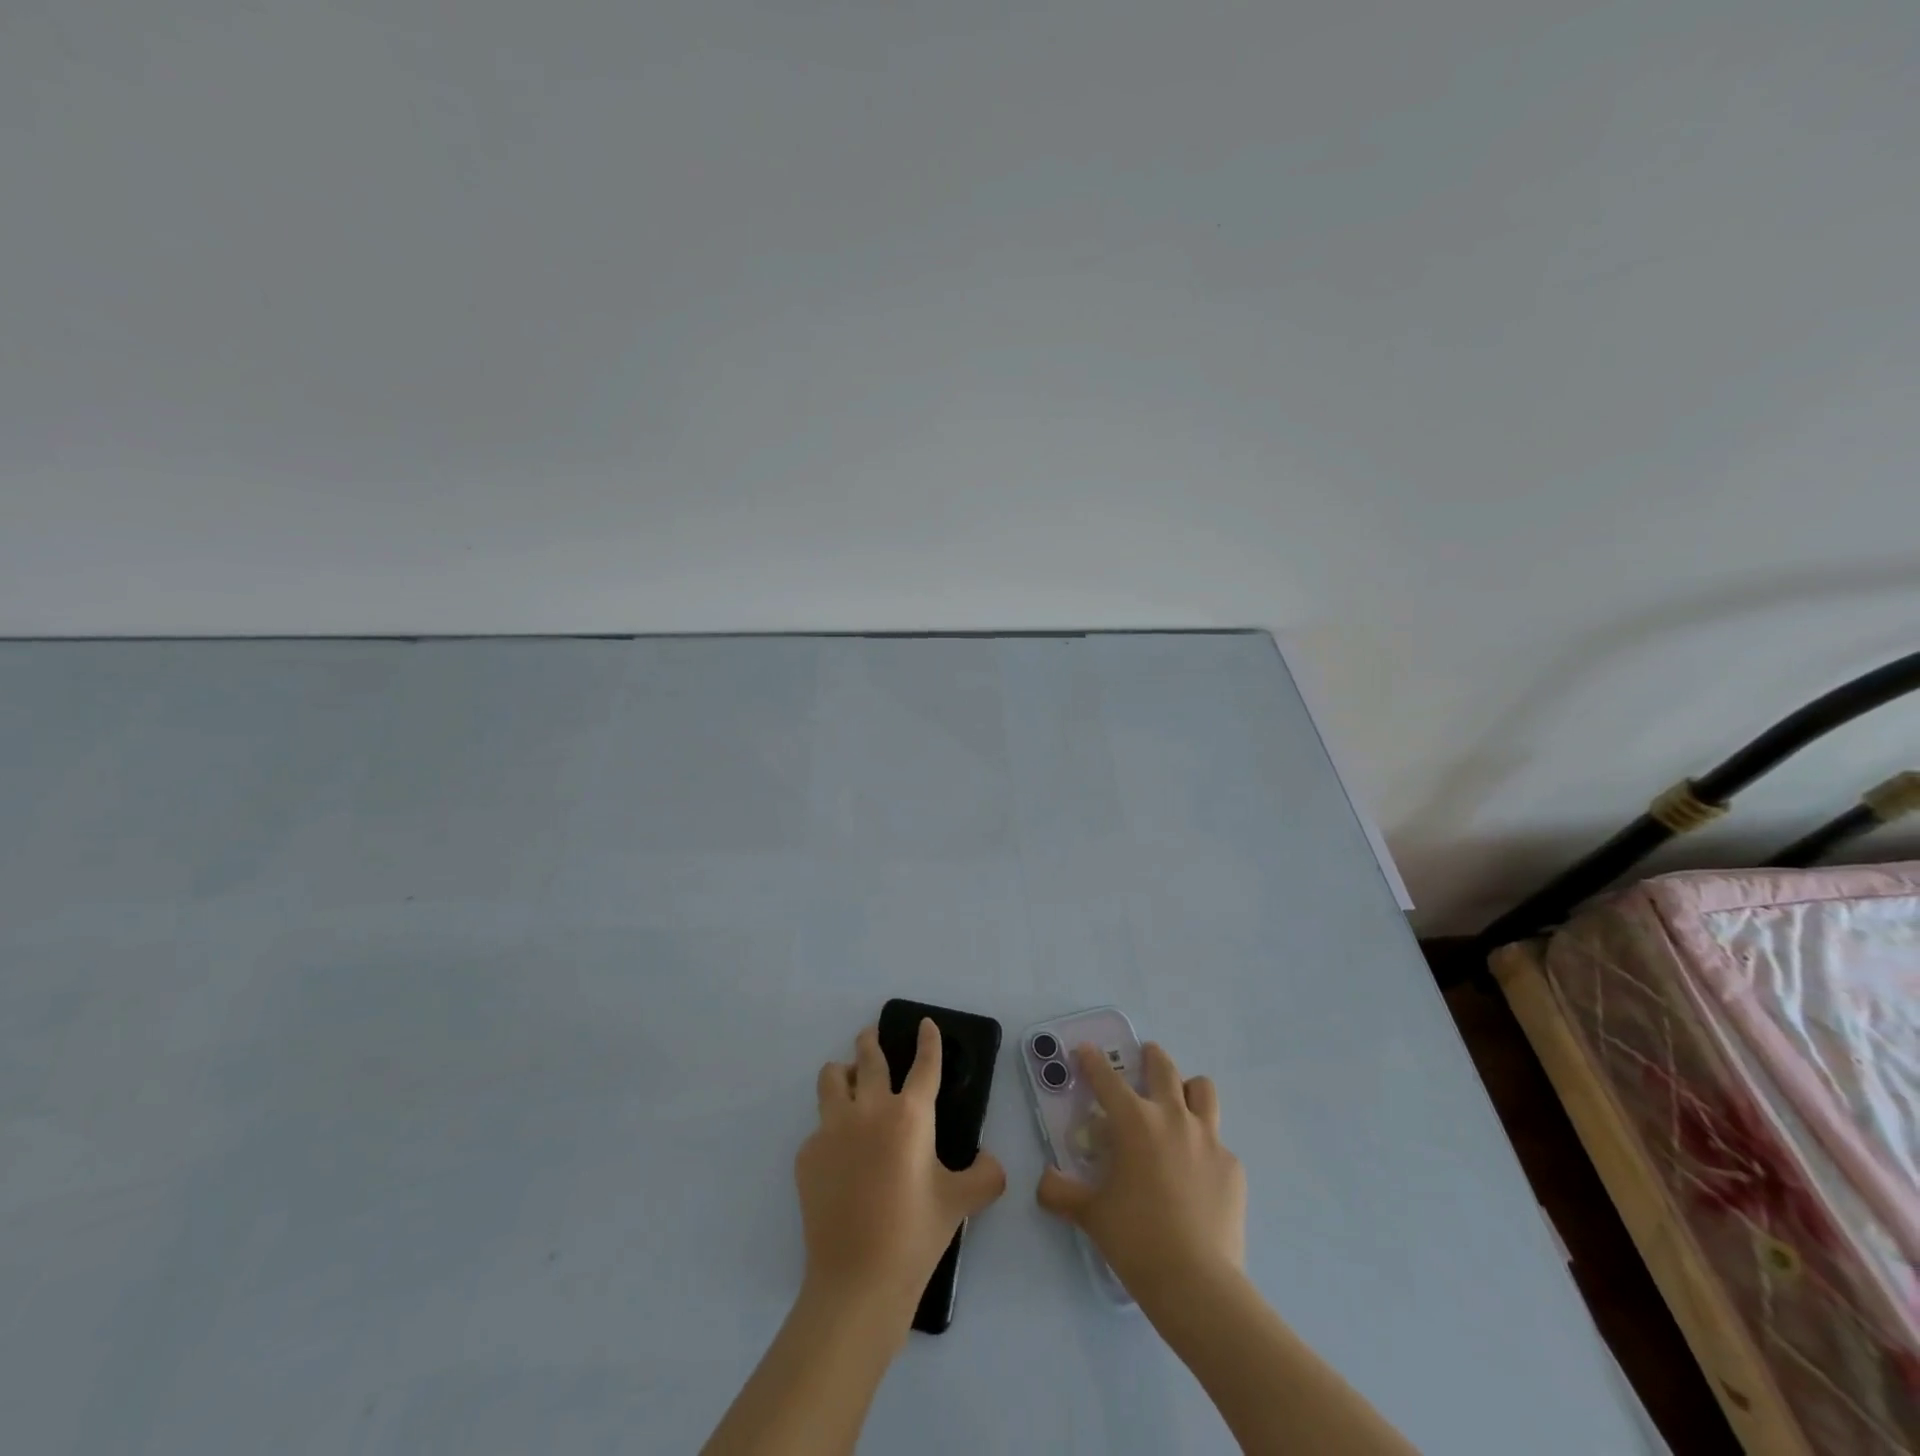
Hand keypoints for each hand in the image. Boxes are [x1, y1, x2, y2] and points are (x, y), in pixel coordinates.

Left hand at [796, 1020, 1006, 1330]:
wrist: (857, 1283)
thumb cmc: (915, 1236)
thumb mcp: (961, 1203)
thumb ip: (986, 1176)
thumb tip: (990, 1161)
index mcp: (909, 1115)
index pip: (924, 1064)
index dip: (928, 1040)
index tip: (925, 1023)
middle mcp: (868, 1110)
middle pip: (868, 1057)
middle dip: (871, 1040)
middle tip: (872, 1035)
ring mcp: (832, 1130)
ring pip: (831, 1078)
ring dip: (842, 1073)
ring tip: (849, 1080)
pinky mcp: (807, 1155)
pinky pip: (819, 1127)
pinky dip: (831, 1129)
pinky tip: (840, 1157)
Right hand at [1036, 1042, 1245, 1306]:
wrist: (1198, 1284)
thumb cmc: (1136, 1240)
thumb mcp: (1091, 1215)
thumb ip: (1062, 1193)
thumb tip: (1044, 1182)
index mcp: (1134, 1122)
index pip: (1107, 1078)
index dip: (1093, 1061)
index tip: (1086, 1050)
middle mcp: (1173, 1117)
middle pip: (1163, 1068)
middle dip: (1150, 1057)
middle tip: (1143, 1058)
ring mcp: (1208, 1139)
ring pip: (1202, 1090)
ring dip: (1188, 1089)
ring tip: (1178, 1103)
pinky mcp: (1233, 1167)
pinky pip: (1218, 1142)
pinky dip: (1204, 1146)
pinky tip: (1197, 1173)